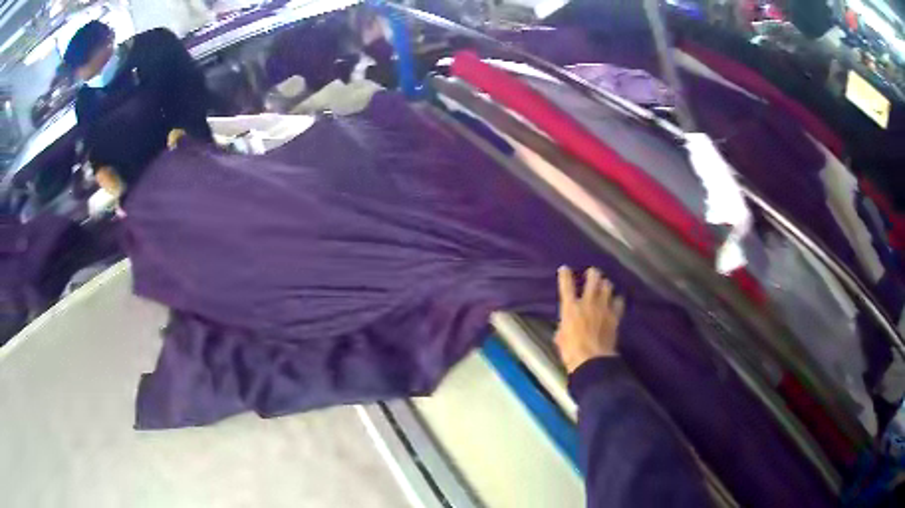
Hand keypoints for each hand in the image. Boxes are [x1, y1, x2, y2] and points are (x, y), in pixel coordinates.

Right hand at [554, 266, 624, 372]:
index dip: (565, 276)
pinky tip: (618, 299)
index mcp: (571, 308)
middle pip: (592, 281)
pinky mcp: (615, 317)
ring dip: (605, 285)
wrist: (592, 360)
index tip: (564, 268)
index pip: (566, 287)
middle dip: (593, 274)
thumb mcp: (561, 338)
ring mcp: (603, 308)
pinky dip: (618, 300)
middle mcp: (588, 303)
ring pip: (607, 288)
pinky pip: (619, 303)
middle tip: (593, 271)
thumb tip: (566, 326)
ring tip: (605, 284)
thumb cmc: (571, 351)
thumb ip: (564, 327)